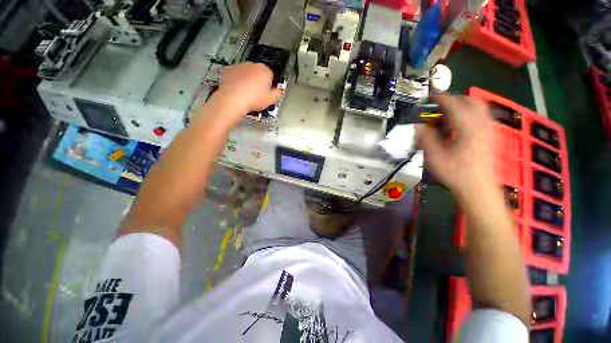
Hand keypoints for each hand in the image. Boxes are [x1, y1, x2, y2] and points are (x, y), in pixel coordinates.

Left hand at [211, 62, 282, 117]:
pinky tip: (236, 90)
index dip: (269, 84)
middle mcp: (252, 65)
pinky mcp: (227, 70)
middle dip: (258, 80)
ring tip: (245, 93)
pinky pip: (234, 74)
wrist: (232, 99)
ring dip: (246, 79)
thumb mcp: (270, 100)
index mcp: (264, 71)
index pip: (270, 75)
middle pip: (258, 72)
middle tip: (256, 94)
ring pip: (245, 72)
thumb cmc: (253, 99)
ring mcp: (239, 66)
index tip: (266, 92)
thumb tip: (279, 91)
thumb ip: (277, 94)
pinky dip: (235, 80)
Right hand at [417, 95, 495, 204]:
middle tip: (441, 105)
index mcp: (466, 128)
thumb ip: (426, 139)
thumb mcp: (434, 156)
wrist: (478, 188)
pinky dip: (471, 114)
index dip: (441, 98)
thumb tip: (418, 126)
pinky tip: (460, 125)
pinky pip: (482, 117)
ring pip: (480, 108)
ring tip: (450, 113)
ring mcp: (488, 130)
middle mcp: (480, 125)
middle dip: (455, 99)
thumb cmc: (455, 173)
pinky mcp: (490, 137)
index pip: (454, 105)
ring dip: (464, 105)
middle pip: (471, 101)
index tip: (431, 96)